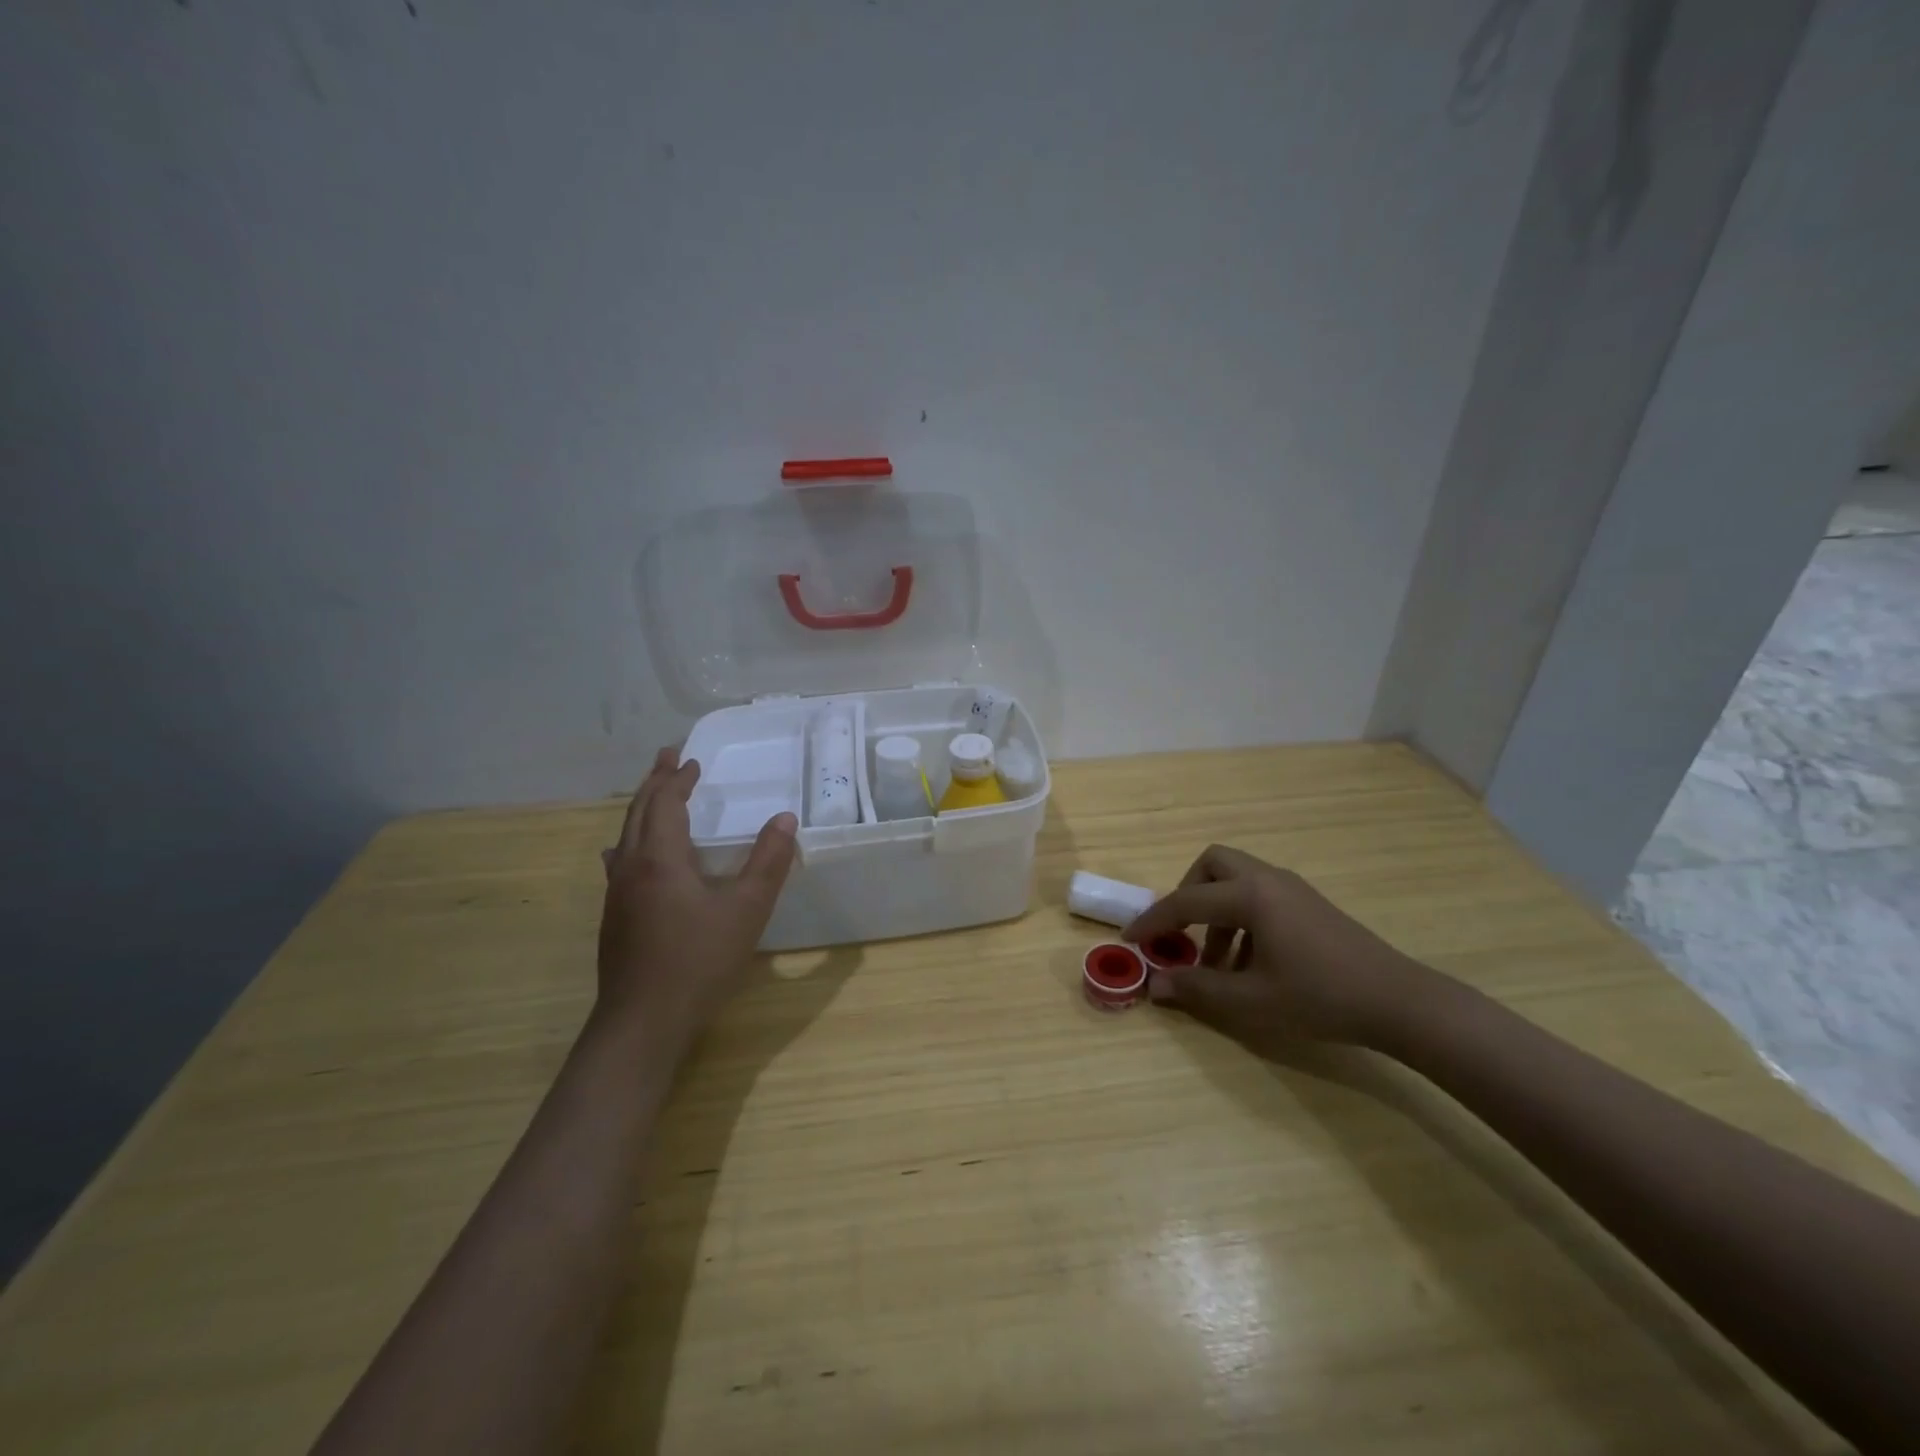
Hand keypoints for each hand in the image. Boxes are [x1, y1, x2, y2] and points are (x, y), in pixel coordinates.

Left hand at [597, 747, 797, 1052]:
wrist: (642, 1023)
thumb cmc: (698, 961)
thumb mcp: (746, 910)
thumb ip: (768, 862)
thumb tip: (784, 818)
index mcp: (659, 859)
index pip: (664, 803)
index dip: (677, 779)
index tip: (691, 760)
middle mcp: (630, 868)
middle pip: (638, 812)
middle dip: (654, 782)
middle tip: (667, 759)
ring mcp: (617, 894)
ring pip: (625, 835)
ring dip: (642, 809)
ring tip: (655, 795)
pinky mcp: (615, 917)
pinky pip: (621, 860)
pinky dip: (632, 839)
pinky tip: (631, 855)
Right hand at [1123, 844, 1440, 1054]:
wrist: (1399, 1002)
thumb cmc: (1320, 998)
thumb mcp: (1251, 1001)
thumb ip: (1197, 989)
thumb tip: (1155, 984)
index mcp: (1250, 896)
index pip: (1185, 901)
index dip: (1153, 921)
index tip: (1131, 940)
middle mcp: (1268, 879)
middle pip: (1212, 864)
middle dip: (1187, 894)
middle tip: (1181, 933)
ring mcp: (1292, 888)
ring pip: (1237, 879)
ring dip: (1216, 911)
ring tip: (1217, 962)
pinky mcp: (1309, 903)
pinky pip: (1259, 895)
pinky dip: (1241, 917)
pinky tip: (1251, 963)